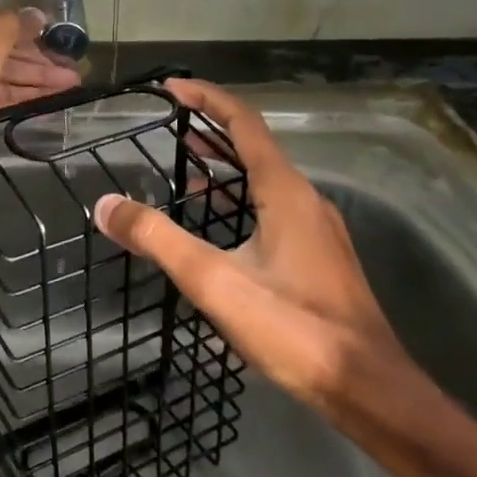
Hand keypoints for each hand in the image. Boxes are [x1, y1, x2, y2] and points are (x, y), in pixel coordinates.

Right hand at [93, 80, 414, 416]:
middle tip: (167, 124)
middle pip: (254, 145)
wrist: (369, 389)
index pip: (244, 122)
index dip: (206, 98)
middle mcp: (305, 198)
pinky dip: (238, 197)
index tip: (169, 88)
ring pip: (264, 178)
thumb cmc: (293, 327)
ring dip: (223, 165)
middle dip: (210, 128)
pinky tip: (215, 223)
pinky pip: (271, 205)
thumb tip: (107, 205)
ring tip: (181, 168)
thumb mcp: (215, 281)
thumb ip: (157, 239)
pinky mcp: (316, 255)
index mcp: (285, 191)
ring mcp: (316, 228)